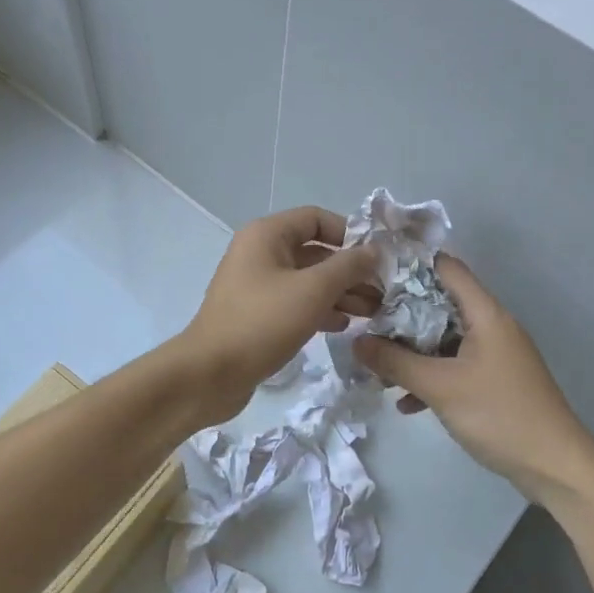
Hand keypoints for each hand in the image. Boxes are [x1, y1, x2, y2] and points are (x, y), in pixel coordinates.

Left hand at [177, 207, 379, 423]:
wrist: (210, 373)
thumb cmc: (262, 323)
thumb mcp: (313, 290)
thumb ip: (348, 267)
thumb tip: (374, 251)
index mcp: (266, 235)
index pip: (316, 219)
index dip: (350, 234)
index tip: (378, 259)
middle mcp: (259, 253)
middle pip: (315, 252)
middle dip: (350, 271)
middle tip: (382, 292)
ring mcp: (257, 286)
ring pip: (307, 280)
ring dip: (340, 293)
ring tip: (371, 312)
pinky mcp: (257, 315)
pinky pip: (295, 303)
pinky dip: (319, 310)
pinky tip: (343, 326)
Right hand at [353, 255, 593, 498]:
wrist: (555, 466)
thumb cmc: (499, 414)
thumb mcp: (440, 387)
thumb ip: (395, 362)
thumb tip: (356, 341)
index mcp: (486, 314)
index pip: (446, 268)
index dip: (410, 265)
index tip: (372, 275)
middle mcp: (492, 326)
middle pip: (440, 304)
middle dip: (402, 314)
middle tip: (364, 323)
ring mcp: (494, 355)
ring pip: (444, 339)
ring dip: (412, 351)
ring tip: (376, 367)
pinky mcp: (494, 381)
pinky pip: (454, 367)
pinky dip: (430, 377)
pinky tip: (406, 403)